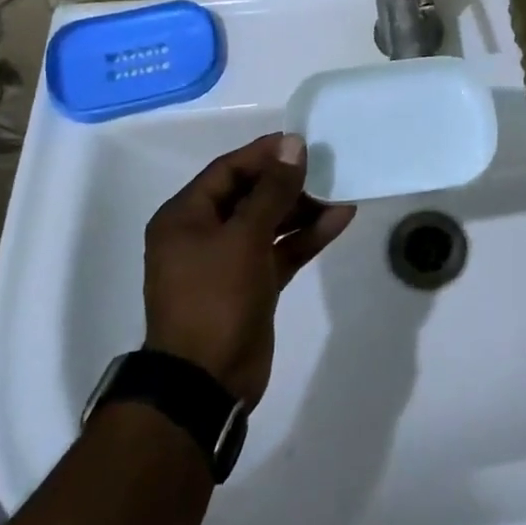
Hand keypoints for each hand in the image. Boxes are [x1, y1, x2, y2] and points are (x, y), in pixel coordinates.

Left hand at [142, 133, 354, 405]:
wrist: (206, 382)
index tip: (303, 142)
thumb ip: (272, 190)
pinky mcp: (252, 285)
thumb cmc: (215, 298)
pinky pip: (281, 250)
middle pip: (250, 194)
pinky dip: (307, 236)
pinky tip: (340, 218)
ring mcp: (229, 261)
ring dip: (302, 208)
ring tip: (340, 189)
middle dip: (288, 181)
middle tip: (327, 166)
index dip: (265, 154)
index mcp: (185, 217)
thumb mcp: (244, 237)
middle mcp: (203, 234)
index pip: (228, 170)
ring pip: (269, 222)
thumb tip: (293, 145)